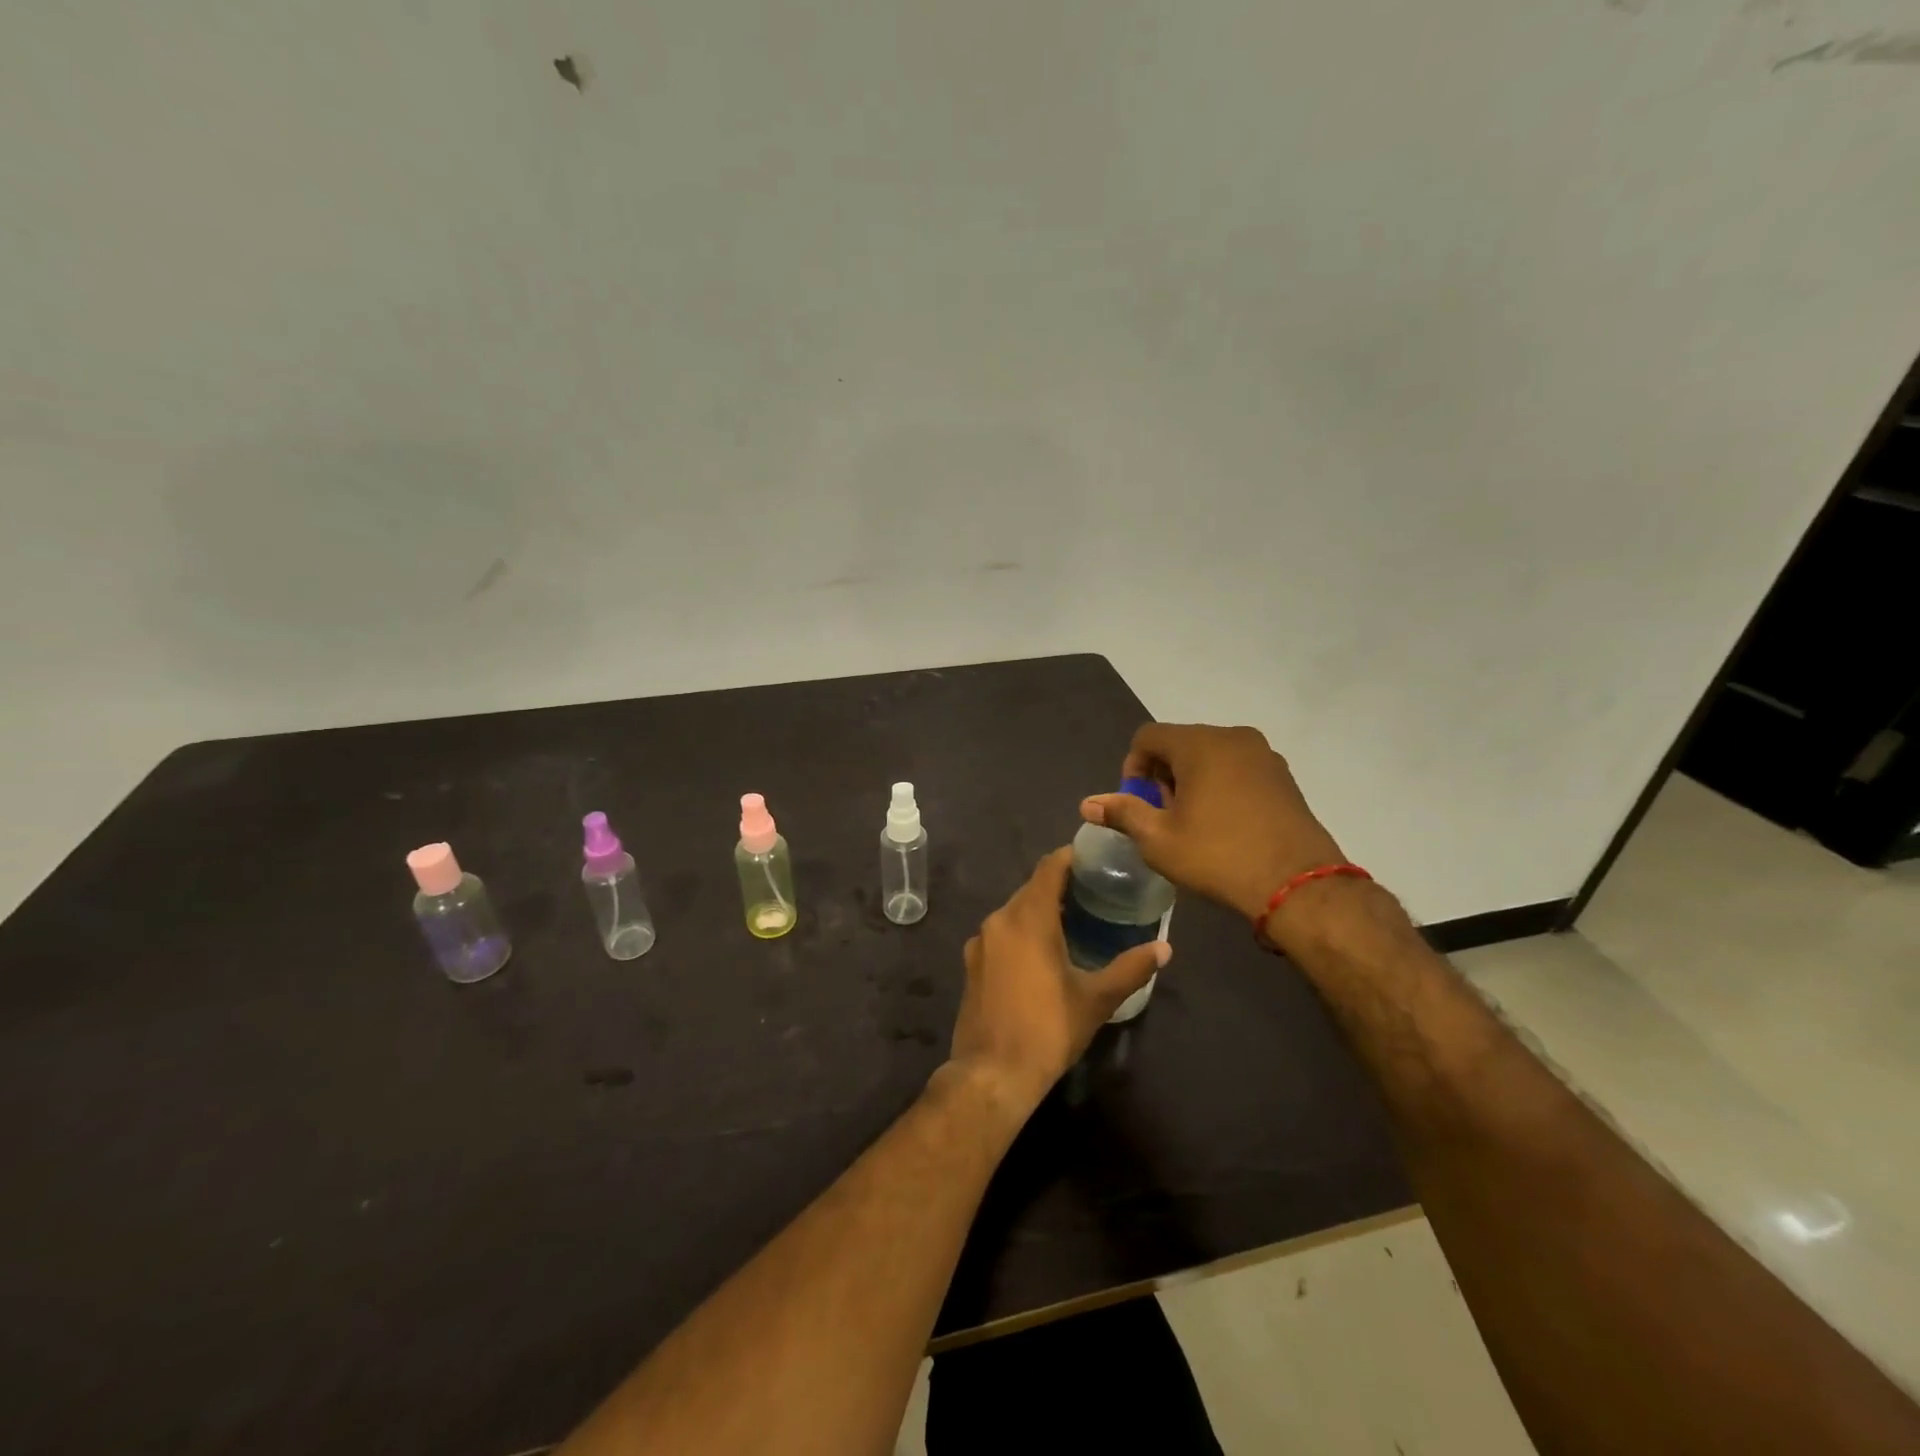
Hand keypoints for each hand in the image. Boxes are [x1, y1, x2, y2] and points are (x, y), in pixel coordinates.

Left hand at [947, 847, 1169, 1112]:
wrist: (992, 1073)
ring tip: (1072, 921)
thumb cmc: (1048, 1029)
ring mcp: (980, 942)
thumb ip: (1130, 968)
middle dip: (1060, 886)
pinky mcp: (972, 963)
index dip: (1072, 857)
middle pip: (1031, 888)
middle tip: (1094, 893)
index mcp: (1027, 918)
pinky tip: (1042, 952)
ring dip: (1040, 910)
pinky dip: (1022, 931)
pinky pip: (1001, 933)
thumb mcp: (1095, 999)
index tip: (1096, 859)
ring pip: (1014, 911)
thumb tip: (1165, 948)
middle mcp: (999, 920)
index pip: (1049, 867)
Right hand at [1081, 723, 1345, 923]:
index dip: (1133, 767)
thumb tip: (1087, 803)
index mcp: (1199, 743)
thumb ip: (1122, 813)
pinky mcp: (1284, 776)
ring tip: (1193, 823)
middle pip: (1180, 743)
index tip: (1138, 804)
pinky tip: (1224, 824)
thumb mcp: (1158, 839)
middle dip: (1163, 776)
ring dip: (1192, 781)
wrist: (1298, 885)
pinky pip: (1238, 769)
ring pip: (1210, 756)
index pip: (1148, 737)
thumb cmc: (1218, 856)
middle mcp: (1233, 737)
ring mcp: (1264, 755)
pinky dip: (1221, 786)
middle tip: (1164, 817)